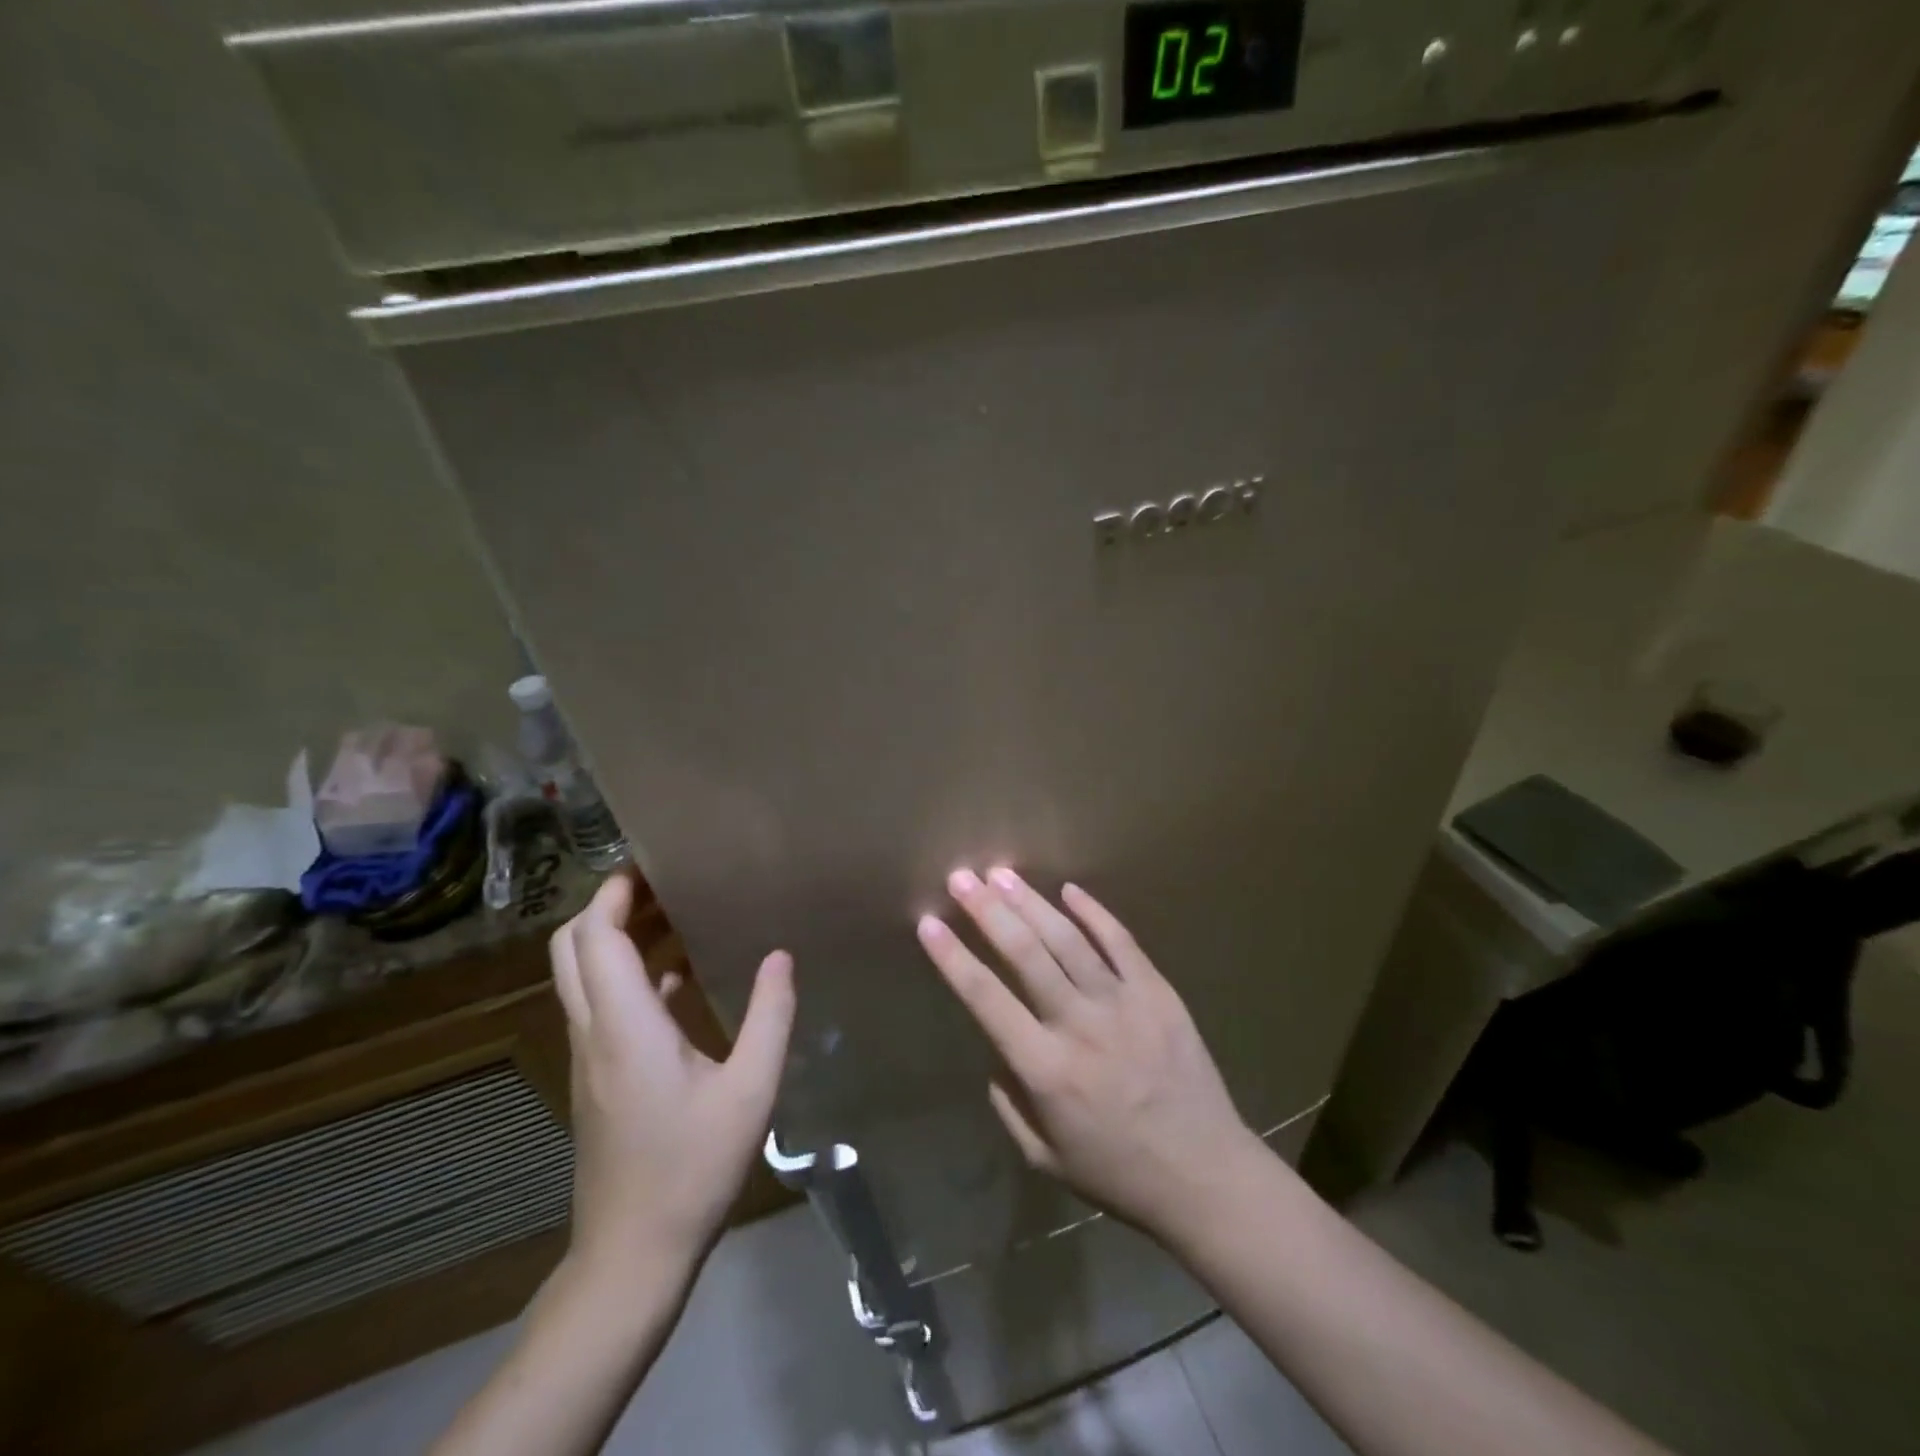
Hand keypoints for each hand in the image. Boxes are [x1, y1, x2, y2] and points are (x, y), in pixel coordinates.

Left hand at [549, 874, 795, 1283]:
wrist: (632, 1254)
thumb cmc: (691, 1167)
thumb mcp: (750, 1089)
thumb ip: (769, 1016)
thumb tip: (780, 956)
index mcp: (624, 1026)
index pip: (596, 938)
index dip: (613, 893)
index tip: (651, 864)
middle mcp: (594, 1031)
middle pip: (570, 949)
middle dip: (607, 907)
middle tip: (660, 885)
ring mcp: (589, 1057)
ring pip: (581, 977)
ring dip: (616, 939)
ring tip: (676, 918)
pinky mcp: (597, 1078)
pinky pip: (599, 1006)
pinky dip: (627, 977)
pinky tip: (678, 980)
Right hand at [916, 868, 1262, 1237]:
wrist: (1205, 1175)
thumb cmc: (1117, 1172)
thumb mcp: (1044, 1157)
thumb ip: (1009, 1101)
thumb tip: (996, 1049)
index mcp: (1046, 1069)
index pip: (986, 999)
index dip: (953, 958)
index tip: (929, 924)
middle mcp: (1080, 1025)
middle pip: (1026, 954)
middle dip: (988, 911)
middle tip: (962, 878)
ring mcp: (1123, 1003)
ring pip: (1068, 940)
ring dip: (1031, 903)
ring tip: (1002, 873)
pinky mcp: (1158, 993)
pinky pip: (1121, 942)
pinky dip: (1094, 913)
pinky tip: (1069, 890)